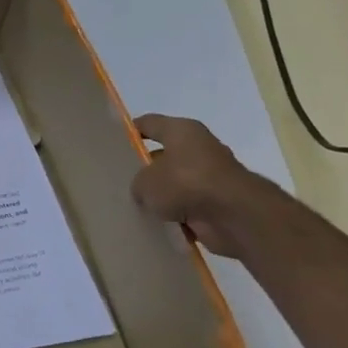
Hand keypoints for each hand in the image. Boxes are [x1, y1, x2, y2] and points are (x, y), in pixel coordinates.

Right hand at [130, 114, 278, 257]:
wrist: (234, 215)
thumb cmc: (186, 183)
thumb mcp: (145, 181)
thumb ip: (138, 183)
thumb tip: (145, 191)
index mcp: (181, 130)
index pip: (149, 123)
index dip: (130, 132)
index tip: (113, 145)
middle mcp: (198, 148)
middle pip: (163, 154)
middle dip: (144, 168)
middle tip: (121, 181)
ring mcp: (210, 175)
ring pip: (175, 182)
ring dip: (161, 195)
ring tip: (135, 206)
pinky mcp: (217, 201)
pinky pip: (187, 205)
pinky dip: (175, 214)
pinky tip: (155, 223)